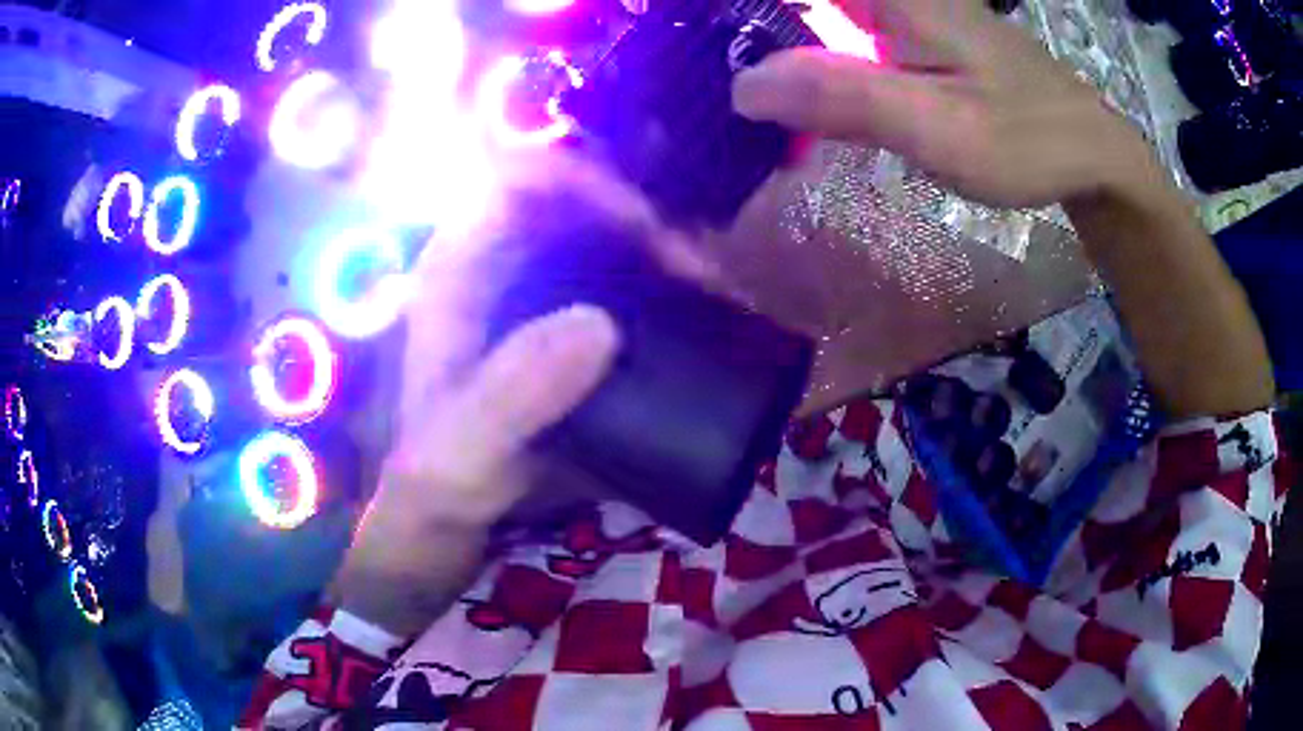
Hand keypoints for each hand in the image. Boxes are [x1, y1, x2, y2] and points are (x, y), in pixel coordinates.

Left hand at [333, 154, 712, 635]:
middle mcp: (501, 264)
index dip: (578, 178)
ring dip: (665, 255)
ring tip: (714, 294)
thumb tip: (602, 325)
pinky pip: (626, 284)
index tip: (640, 227)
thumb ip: (513, 394)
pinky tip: (703, 318)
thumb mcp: (465, 445)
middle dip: (642, 221)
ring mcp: (539, 292)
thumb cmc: (441, 475)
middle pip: (577, 201)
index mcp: (459, 268)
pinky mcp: (569, 327)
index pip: (514, 176)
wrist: (450, 514)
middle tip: (696, 274)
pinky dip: (668, 291)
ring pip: (609, 238)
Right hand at [732, 0, 1151, 208]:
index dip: (740, 14)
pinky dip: (810, 48)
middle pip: (802, 5)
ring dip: (779, 38)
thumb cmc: (1027, 140)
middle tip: (705, 65)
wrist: (1091, 149)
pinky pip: (843, 26)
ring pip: (823, 13)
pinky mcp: (916, 31)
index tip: (694, 33)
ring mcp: (905, 8)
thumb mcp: (941, 129)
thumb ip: (846, 99)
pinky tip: (794, 86)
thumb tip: (743, 86)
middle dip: (749, 29)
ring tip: (739, 82)